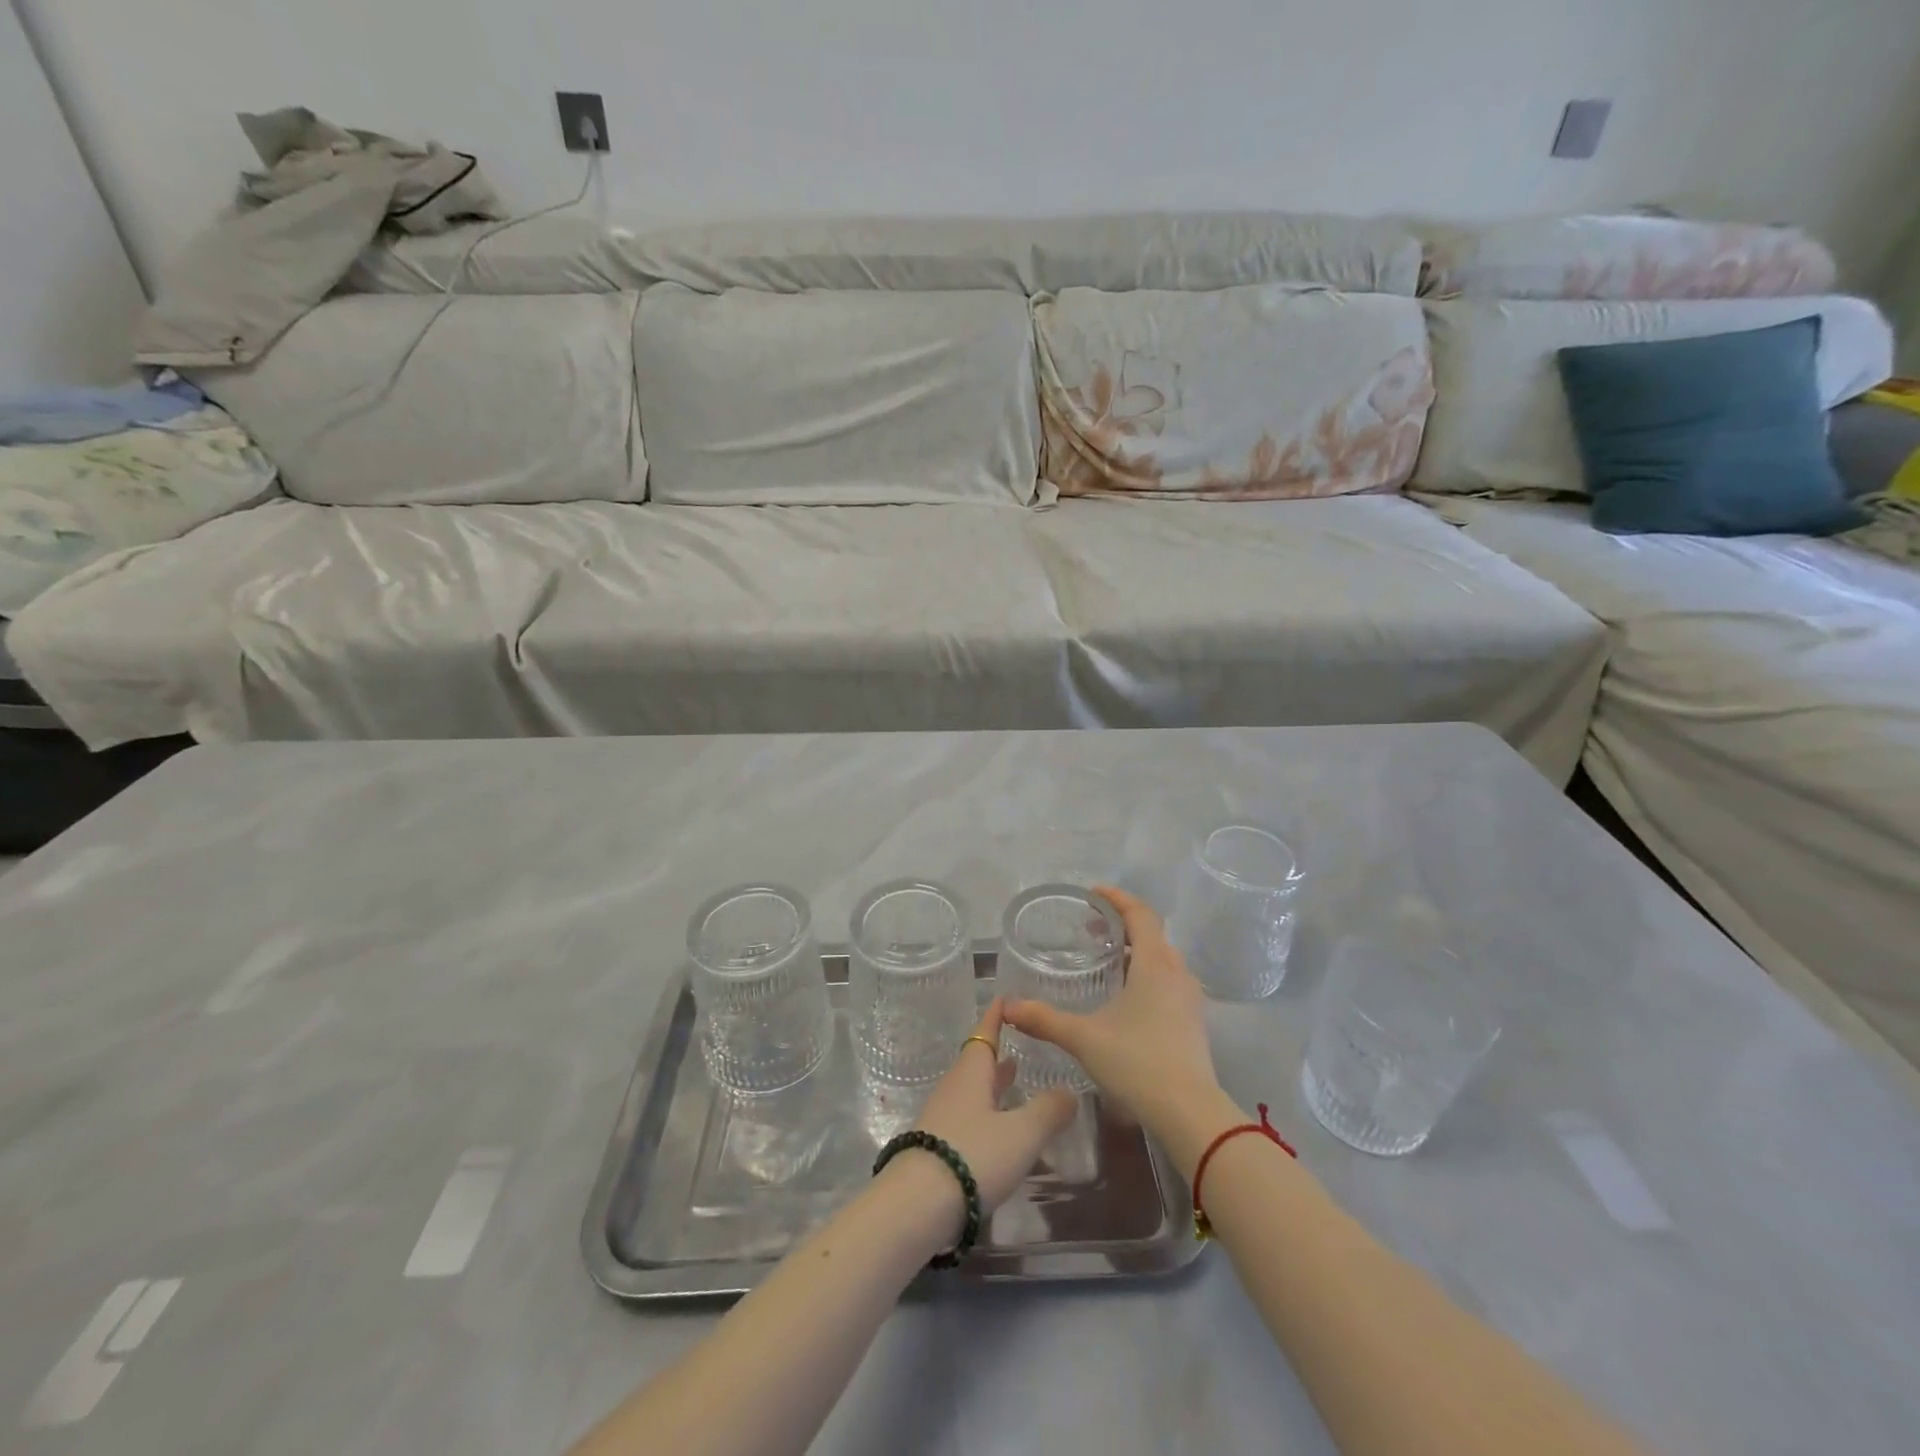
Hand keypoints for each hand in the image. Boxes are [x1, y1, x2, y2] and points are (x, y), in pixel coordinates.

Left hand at [904, 1000, 1077, 1216]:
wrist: (917, 1205)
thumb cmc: (974, 1155)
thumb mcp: (1022, 1133)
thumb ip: (1049, 1110)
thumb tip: (1070, 1091)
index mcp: (972, 1073)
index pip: (985, 1033)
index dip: (996, 1016)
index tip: (1003, 998)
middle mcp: (954, 1088)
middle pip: (977, 1062)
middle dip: (998, 1053)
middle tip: (1017, 1043)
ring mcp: (941, 1117)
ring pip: (971, 1090)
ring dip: (992, 1084)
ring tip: (1012, 1079)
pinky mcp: (936, 1146)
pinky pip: (966, 1117)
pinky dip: (985, 1112)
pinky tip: (998, 1128)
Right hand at [1002, 886, 1219, 1142]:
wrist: (1190, 1114)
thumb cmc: (1137, 1062)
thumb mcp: (1084, 1038)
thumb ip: (1045, 1019)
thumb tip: (1008, 1006)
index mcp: (1155, 964)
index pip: (1140, 914)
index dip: (1117, 898)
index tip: (1093, 893)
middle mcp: (1177, 973)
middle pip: (1152, 934)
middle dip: (1123, 925)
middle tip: (1093, 929)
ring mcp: (1190, 998)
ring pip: (1163, 960)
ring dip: (1137, 951)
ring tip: (1109, 961)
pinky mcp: (1194, 1021)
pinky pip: (1170, 981)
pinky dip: (1148, 974)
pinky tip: (1128, 998)